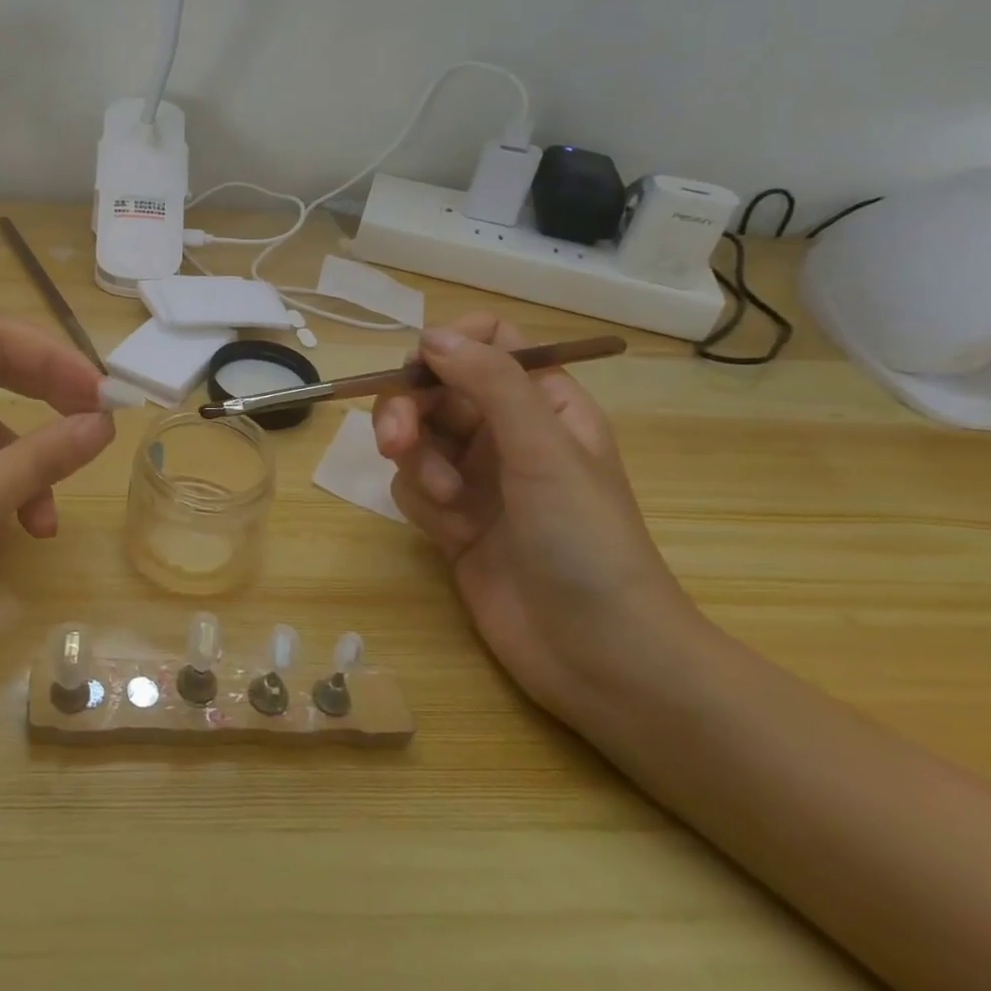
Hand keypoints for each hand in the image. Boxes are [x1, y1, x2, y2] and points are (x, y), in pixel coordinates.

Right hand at [373, 313, 700, 716]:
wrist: (597, 654)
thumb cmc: (585, 541)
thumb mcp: (544, 450)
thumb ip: (490, 383)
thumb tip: (431, 336)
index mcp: (543, 403)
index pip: (489, 341)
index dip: (449, 344)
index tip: (420, 371)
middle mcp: (506, 431)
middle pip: (434, 388)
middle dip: (408, 411)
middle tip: (394, 442)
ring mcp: (476, 476)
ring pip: (415, 437)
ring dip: (416, 464)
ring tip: (446, 504)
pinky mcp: (451, 517)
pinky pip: (411, 485)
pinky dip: (422, 502)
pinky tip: (451, 533)